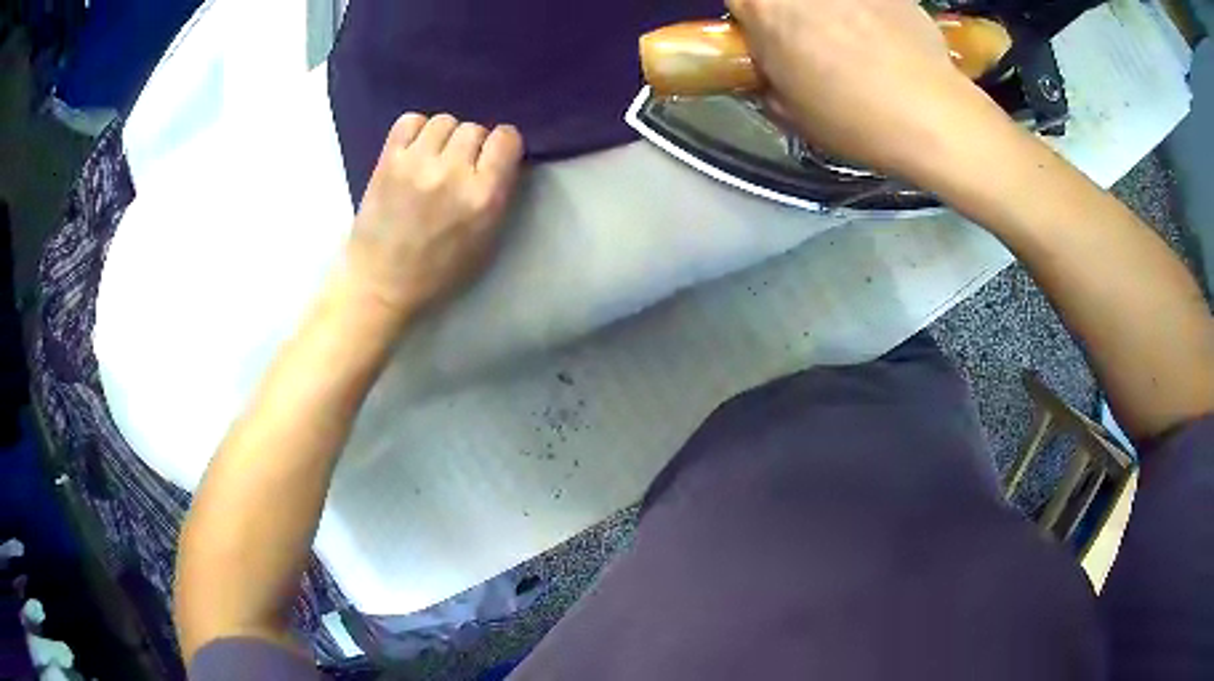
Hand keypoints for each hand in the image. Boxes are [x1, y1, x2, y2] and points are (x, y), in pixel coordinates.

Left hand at [345, 113, 523, 321]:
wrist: (380, 282)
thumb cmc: (437, 271)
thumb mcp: (485, 241)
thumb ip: (498, 195)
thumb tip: (498, 159)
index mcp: (483, 197)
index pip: (506, 138)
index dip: (502, 146)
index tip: (492, 158)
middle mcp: (452, 173)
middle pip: (474, 128)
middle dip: (471, 144)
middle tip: (458, 166)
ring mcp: (417, 163)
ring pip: (443, 120)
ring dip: (443, 137)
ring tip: (433, 158)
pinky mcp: (388, 160)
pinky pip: (410, 121)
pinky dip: (415, 130)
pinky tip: (414, 151)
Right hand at [727, 0, 999, 179]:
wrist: (932, 117)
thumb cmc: (854, 118)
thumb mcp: (792, 112)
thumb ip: (770, 77)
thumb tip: (772, 69)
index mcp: (765, 8)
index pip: (738, 0)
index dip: (751, 20)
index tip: (766, 39)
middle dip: (792, 14)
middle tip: (812, 43)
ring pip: (831, 1)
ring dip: (834, 14)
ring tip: (858, 44)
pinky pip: (870, 3)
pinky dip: (873, 15)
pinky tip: (891, 44)